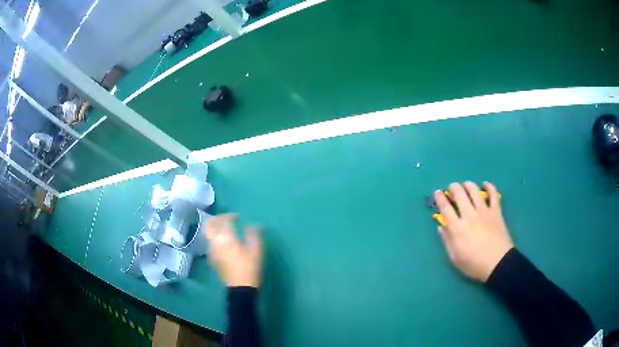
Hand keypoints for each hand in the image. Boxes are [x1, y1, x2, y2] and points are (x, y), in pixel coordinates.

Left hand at [204, 214, 262, 287]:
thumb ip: (253, 234)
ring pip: (208, 234)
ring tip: (225, 229)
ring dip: (215, 228)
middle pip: (209, 225)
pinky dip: (215, 238)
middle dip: (217, 219)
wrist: (240, 288)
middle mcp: (214, 242)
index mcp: (225, 238)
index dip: (230, 216)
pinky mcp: (211, 258)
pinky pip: (210, 243)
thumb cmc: (249, 267)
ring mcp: (211, 251)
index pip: (224, 220)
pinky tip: (224, 242)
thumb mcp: (256, 250)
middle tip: (226, 219)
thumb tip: (252, 225)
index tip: (238, 217)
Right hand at [435, 182, 512, 281]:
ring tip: (466, 186)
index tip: (437, 193)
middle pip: (459, 193)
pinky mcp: (496, 211)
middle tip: (452, 188)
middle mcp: (469, 215)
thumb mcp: (455, 258)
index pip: (445, 208)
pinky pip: (493, 194)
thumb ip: (447, 241)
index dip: (440, 198)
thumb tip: (441, 226)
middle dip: (453, 187)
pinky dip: (489, 187)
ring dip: (468, 185)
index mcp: (457, 228)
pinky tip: (485, 185)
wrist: (499, 264)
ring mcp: (484, 211)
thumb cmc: (474, 264)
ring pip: (474, 190)